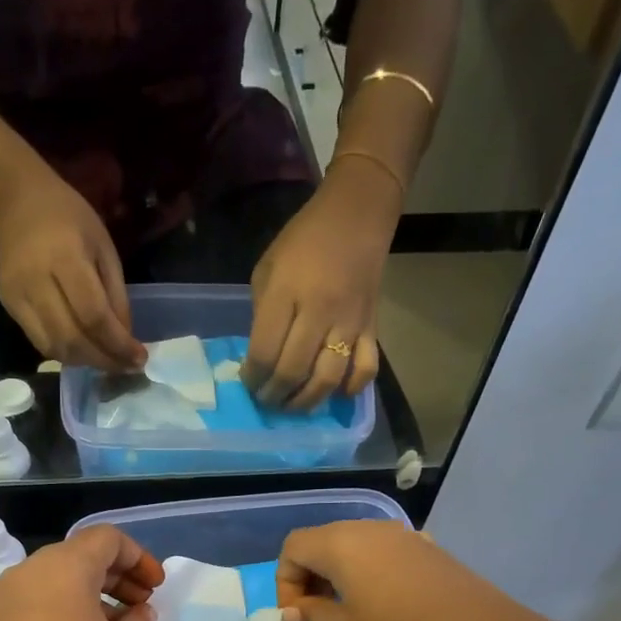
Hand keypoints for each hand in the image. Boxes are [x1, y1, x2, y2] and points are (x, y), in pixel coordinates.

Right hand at [0, 171, 146, 372]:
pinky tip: (83, 350)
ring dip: (85, 361)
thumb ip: (116, 294)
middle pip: (73, 339)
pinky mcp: (9, 306)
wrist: (15, 200)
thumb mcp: (104, 247)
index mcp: (66, 258)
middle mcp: (37, 282)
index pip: (94, 316)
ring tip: (106, 359)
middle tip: (126, 366)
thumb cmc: (68, 217)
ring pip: (55, 348)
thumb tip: (125, 338)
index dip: (118, 344)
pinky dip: (65, 354)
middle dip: (104, 360)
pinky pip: (40, 343)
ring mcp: (19, 296)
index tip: (139, 358)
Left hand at [0, 526, 166, 620]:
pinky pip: (31, 608)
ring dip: (87, 599)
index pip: (107, 538)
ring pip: (53, 584)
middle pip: (78, 558)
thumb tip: (136, 613)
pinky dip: (59, 616)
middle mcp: (26, 572)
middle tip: (140, 609)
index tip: (155, 589)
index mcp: (63, 567)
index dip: (139, 558)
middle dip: (115, 578)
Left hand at [244, 158, 397, 409]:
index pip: (264, 352)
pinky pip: (365, 369)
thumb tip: (260, 356)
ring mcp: (348, 322)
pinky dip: (350, 389)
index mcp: (285, 293)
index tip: (248, 383)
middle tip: (267, 400)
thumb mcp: (267, 268)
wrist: (358, 213)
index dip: (252, 378)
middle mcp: (318, 311)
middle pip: (293, 372)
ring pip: (327, 379)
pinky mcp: (372, 327)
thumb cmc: (304, 240)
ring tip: (293, 406)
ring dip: (306, 402)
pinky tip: (336, 393)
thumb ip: (262, 314)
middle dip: (274, 396)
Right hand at [275, 522, 574, 620]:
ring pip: (354, 547)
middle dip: (310, 577)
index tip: (299, 617)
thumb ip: (312, 617)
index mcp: (342, 544)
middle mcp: (370, 529)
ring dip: (340, 576)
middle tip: (318, 616)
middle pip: (323, 542)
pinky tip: (386, 605)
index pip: (293, 547)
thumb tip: (298, 609)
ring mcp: (404, 535)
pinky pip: (383, 554)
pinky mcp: (429, 549)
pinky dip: (370, 574)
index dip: (285, 582)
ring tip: (350, 612)